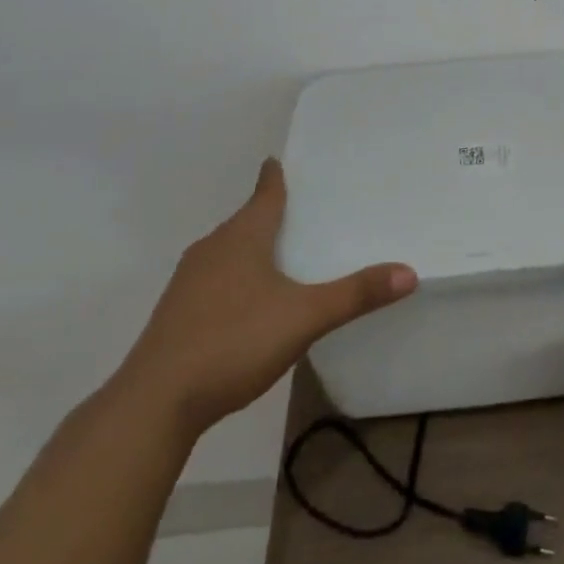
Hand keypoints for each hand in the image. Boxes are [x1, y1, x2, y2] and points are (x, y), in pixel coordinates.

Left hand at [116, 158, 416, 427]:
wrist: (154, 403)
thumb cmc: (232, 342)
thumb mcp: (304, 318)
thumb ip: (355, 295)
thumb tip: (409, 272)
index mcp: (241, 237)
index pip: (264, 193)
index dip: (275, 176)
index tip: (280, 160)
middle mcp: (212, 249)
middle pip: (245, 221)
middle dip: (269, 214)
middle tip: (302, 212)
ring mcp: (188, 282)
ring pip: (227, 251)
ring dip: (252, 248)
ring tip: (281, 256)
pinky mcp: (176, 314)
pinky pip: (214, 280)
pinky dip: (235, 278)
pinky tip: (249, 304)